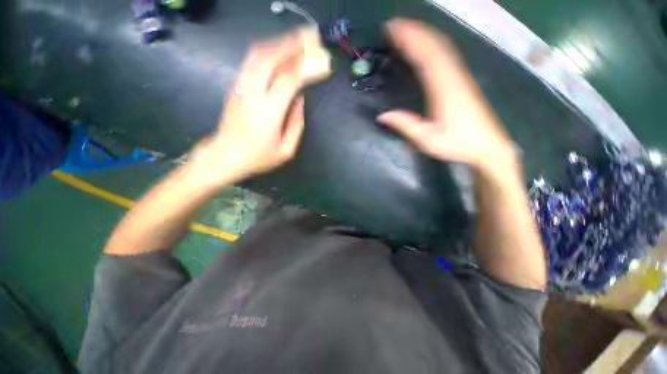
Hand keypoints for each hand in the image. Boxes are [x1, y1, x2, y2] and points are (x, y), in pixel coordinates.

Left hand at [191, 27, 330, 184]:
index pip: (288, 81)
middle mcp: (252, 95)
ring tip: (297, 40)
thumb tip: (300, 98)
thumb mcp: (286, 150)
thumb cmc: (258, 157)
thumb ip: (296, 123)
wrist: (225, 155)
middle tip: (310, 38)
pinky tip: (279, 50)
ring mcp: (241, 88)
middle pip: (269, 59)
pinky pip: (251, 62)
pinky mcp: (236, 86)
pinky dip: (267, 51)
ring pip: (258, 56)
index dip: (306, 69)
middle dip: (291, 45)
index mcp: (268, 115)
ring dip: (279, 44)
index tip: (322, 62)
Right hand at [377, 19, 516, 172]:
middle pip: (434, 46)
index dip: (409, 40)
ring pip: (442, 47)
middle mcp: (454, 77)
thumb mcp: (427, 140)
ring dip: (424, 35)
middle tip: (393, 25)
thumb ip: (405, 125)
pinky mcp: (463, 81)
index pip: (425, 56)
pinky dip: (434, 45)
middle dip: (414, 32)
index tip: (392, 30)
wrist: (489, 147)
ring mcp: (461, 77)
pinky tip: (426, 45)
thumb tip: (382, 116)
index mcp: (444, 89)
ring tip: (406, 29)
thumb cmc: (458, 144)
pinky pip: (447, 56)